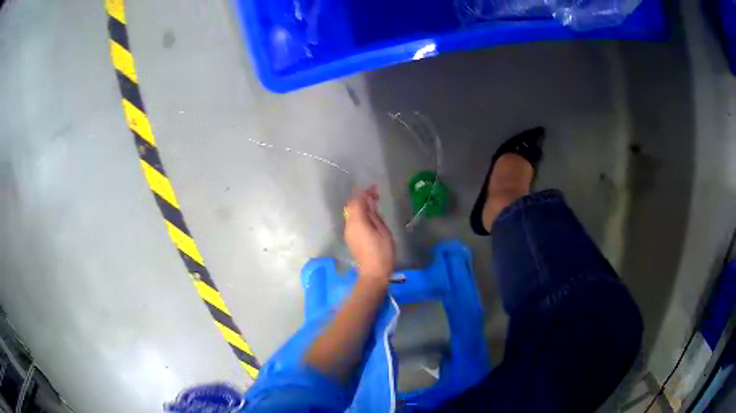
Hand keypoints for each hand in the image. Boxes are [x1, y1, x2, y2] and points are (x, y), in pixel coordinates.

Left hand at [343, 186, 395, 283]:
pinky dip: (359, 215)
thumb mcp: (383, 231)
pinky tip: (369, 217)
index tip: (375, 188)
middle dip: (361, 198)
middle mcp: (349, 225)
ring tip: (374, 205)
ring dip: (360, 207)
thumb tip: (370, 203)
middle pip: (351, 206)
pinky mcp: (350, 239)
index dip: (365, 192)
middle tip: (375, 196)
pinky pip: (352, 221)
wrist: (373, 273)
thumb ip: (374, 215)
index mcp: (357, 222)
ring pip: (351, 213)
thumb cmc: (382, 252)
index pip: (357, 201)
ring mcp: (348, 232)